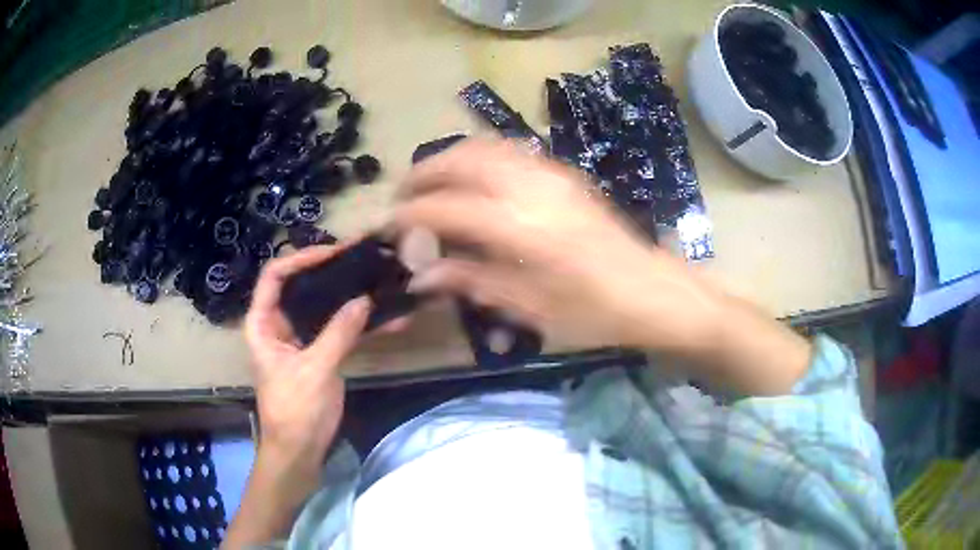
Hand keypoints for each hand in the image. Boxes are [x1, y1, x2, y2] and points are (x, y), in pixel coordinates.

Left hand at [226, 245, 368, 547]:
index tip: (334, 253)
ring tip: (381, 282)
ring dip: (351, 297)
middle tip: (364, 260)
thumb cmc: (294, 412)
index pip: (275, 276)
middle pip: (302, 286)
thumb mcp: (314, 371)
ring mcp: (302, 339)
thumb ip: (338, 334)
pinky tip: (391, 320)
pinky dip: (362, 325)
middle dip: (332, 273)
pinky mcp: (322, 354)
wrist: (300, 452)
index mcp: (263, 323)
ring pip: (325, 307)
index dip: (300, 259)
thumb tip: (364, 300)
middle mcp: (280, 324)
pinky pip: (341, 330)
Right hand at [396, 139, 722, 350]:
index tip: (389, 227)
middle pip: (460, 161)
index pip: (445, 209)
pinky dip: (479, 156)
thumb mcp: (530, 308)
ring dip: (449, 159)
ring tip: (431, 183)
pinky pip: (510, 150)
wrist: (650, 291)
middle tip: (403, 199)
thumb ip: (472, 282)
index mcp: (521, 229)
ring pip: (484, 147)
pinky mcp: (563, 173)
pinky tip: (472, 178)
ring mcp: (550, 174)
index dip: (409, 216)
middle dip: (422, 174)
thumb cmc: (593, 312)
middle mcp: (531, 188)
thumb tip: (421, 275)